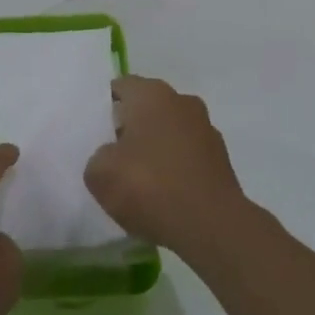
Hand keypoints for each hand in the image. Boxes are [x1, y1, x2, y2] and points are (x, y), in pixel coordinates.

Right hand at [85, 76, 248, 260]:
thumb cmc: (149, 186)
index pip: (120, 87)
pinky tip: (162, 194)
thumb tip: (111, 157)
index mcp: (151, 94)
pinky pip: (187, 157)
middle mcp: (182, 102)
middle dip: (131, 127)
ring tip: (137, 179)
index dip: (103, 107)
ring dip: (155, 148)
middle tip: (111, 155)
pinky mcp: (221, 160)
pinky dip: (175, 169)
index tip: (93, 131)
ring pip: (169, 132)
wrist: (211, 227)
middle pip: (147, 108)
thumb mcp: (99, 173)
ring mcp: (206, 130)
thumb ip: (98, 156)